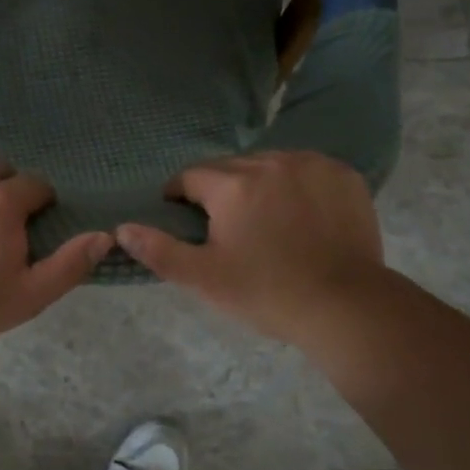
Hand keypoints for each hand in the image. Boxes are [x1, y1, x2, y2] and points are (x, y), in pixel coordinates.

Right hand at [115, 150, 385, 343]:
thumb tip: (121, 228)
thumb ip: (159, 250)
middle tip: (228, 228)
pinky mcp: (342, 174)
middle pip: (230, 168)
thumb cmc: (268, 293)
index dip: (181, 197)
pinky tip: (302, 214)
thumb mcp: (204, 279)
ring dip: (260, 184)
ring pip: (269, 164)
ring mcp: (311, 164)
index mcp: (232, 185)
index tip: (187, 219)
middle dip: (221, 191)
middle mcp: (270, 162)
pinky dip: (297, 184)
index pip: (190, 176)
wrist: (348, 308)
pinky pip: (306, 169)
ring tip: (267, 220)